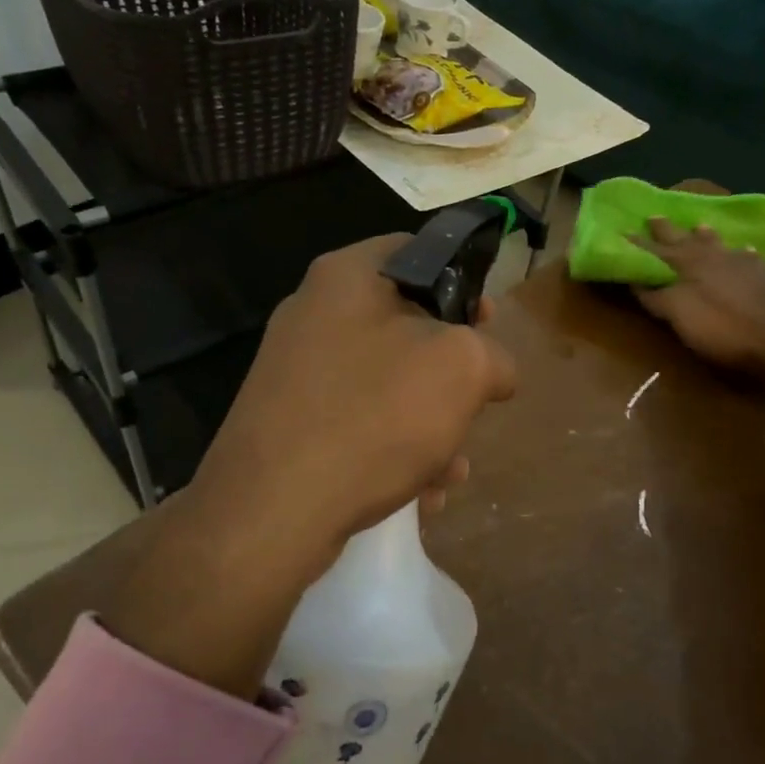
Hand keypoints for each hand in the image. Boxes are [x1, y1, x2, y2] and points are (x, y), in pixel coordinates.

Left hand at [105, 236, 516, 694]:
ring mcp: (296, 373)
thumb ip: (493, 355)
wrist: (270, 511)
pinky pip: (358, 426)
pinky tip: (417, 496)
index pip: (418, 252)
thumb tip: (494, 369)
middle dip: (450, 377)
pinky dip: (393, 454)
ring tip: (448, 473)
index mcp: (347, 277)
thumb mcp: (461, 369)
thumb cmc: (373, 418)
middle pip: (406, 328)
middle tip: (472, 408)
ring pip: (387, 387)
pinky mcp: (288, 425)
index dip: (464, 282)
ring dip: (430, 428)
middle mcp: (313, 315)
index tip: (488, 326)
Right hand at [632, 218, 764, 381]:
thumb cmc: (722, 326)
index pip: (654, 252)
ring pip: (717, 244)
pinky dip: (742, 254)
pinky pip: (749, 258)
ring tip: (698, 225)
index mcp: (686, 265)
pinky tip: (746, 251)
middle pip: (684, 241)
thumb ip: (657, 297)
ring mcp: (741, 265)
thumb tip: (637, 281)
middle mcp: (711, 257)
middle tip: (653, 216)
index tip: (620, 232)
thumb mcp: (679, 313)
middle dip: (667, 231)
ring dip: (705, 236)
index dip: (637, 245)